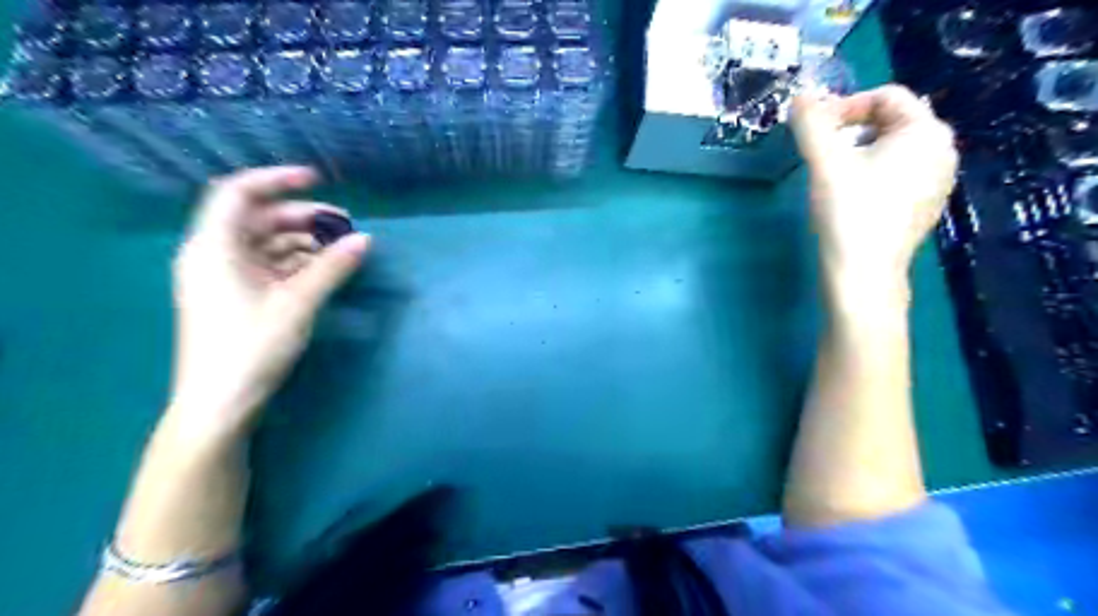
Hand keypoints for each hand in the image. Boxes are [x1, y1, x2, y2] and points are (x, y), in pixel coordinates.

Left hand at [164, 165, 368, 443]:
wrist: (221, 402)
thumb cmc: (252, 346)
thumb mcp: (297, 303)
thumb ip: (332, 267)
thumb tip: (365, 240)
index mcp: (214, 247)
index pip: (238, 193)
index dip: (276, 179)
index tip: (318, 180)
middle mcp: (214, 254)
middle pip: (258, 218)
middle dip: (302, 216)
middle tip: (344, 225)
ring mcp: (224, 277)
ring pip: (266, 243)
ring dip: (303, 241)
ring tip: (340, 250)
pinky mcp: (236, 296)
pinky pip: (268, 265)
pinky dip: (296, 262)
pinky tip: (323, 270)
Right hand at [791, 84, 961, 281]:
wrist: (863, 275)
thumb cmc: (848, 212)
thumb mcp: (825, 162)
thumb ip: (810, 123)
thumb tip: (799, 97)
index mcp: (926, 132)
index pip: (886, 96)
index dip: (845, 105)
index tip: (815, 130)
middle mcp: (942, 151)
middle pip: (893, 121)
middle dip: (852, 128)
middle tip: (820, 150)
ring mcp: (937, 182)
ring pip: (895, 149)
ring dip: (859, 150)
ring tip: (831, 172)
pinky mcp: (924, 207)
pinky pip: (899, 174)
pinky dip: (873, 173)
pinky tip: (851, 196)